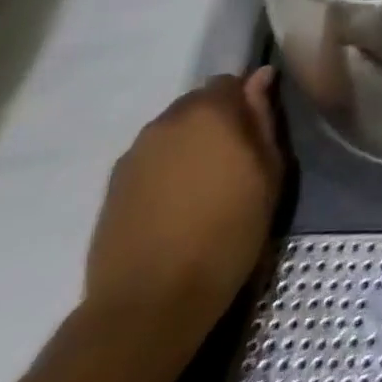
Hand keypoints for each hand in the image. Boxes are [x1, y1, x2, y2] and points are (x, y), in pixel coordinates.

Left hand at [84, 68, 283, 348]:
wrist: (150, 304)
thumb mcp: (268, 174)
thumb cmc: (227, 233)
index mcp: (210, 111)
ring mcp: (135, 153)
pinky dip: (166, 170)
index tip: (256, 132)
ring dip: (189, 144)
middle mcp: (167, 121)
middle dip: (217, 121)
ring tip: (203, 185)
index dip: (246, 102)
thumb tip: (260, 77)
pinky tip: (175, 204)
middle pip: (198, 104)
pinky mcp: (113, 186)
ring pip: (172, 131)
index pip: (231, 81)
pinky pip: (150, 159)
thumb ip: (263, 118)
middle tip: (233, 160)